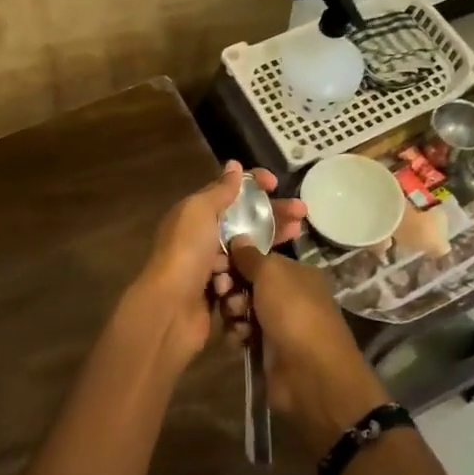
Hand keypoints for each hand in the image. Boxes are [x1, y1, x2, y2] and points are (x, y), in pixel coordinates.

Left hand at [125, 162, 305, 369]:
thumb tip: (234, 165)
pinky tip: (272, 269)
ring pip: (250, 250)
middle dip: (273, 214)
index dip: (252, 185)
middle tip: (302, 213)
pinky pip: (247, 278)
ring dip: (271, 240)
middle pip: (245, 221)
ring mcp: (213, 267)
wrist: (170, 309)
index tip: (276, 184)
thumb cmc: (186, 252)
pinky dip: (256, 273)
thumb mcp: (199, 211)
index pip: (228, 193)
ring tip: (297, 234)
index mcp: (196, 215)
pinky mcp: (223, 293)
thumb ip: (219, 190)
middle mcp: (204, 238)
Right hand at [223, 240, 387, 446]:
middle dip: (231, 287)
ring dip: (233, 312)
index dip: (236, 260)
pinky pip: (243, 333)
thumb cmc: (293, 312)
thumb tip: (238, 236)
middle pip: (247, 283)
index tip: (218, 263)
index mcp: (295, 272)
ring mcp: (278, 323)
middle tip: (224, 292)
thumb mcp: (271, 273)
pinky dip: (238, 334)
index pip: (258, 259)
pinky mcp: (267, 349)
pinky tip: (241, 339)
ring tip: (238, 319)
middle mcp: (287, 295)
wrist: (310, 373)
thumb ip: (250, 256)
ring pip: (241, 309)